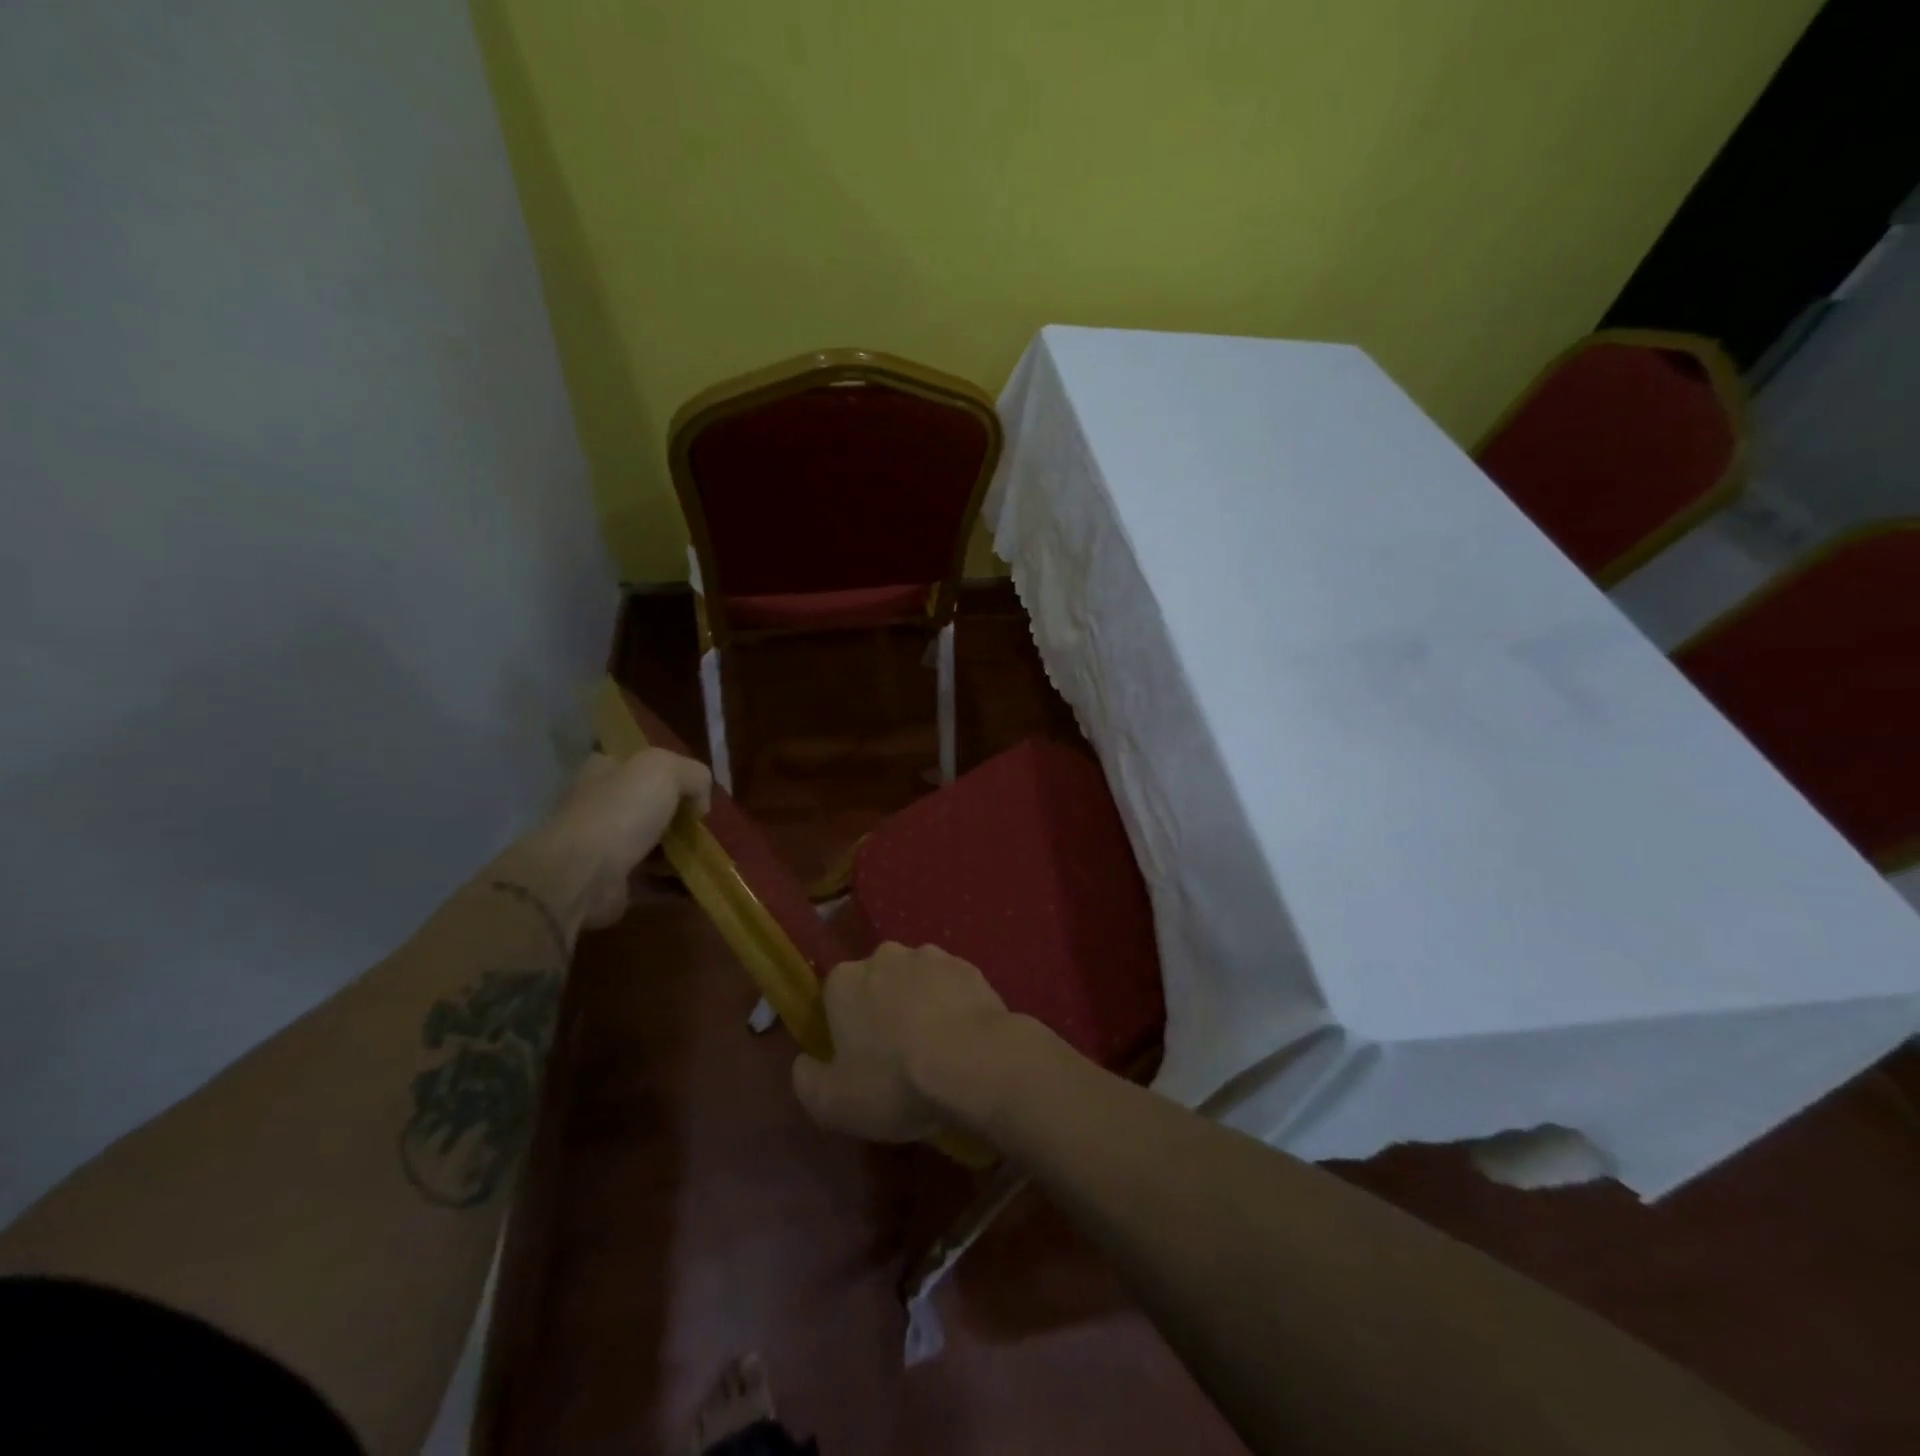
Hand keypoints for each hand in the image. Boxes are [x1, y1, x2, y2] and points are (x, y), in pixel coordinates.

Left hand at [520, 748, 711, 931]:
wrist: (582, 874)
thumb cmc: (621, 811)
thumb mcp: (665, 770)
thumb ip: (693, 775)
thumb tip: (699, 804)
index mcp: (603, 772)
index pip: (636, 765)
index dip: (669, 774)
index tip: (696, 791)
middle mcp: (598, 806)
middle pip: (647, 806)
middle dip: (678, 817)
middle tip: (706, 826)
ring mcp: (602, 847)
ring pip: (651, 845)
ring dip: (679, 852)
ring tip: (709, 856)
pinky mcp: (611, 883)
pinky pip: (652, 881)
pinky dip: (675, 884)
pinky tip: (700, 883)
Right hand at [791, 942, 1014, 1142]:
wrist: (974, 1061)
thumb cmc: (895, 1081)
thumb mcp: (833, 1104)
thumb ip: (807, 1081)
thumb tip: (804, 1064)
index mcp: (844, 981)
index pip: (834, 998)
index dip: (844, 1029)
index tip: (859, 1060)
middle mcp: (884, 956)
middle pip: (876, 984)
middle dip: (883, 1011)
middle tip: (897, 1057)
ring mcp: (930, 956)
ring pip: (916, 982)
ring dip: (920, 1005)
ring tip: (935, 1049)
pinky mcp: (968, 966)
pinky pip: (951, 987)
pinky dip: (953, 1006)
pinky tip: (963, 1040)